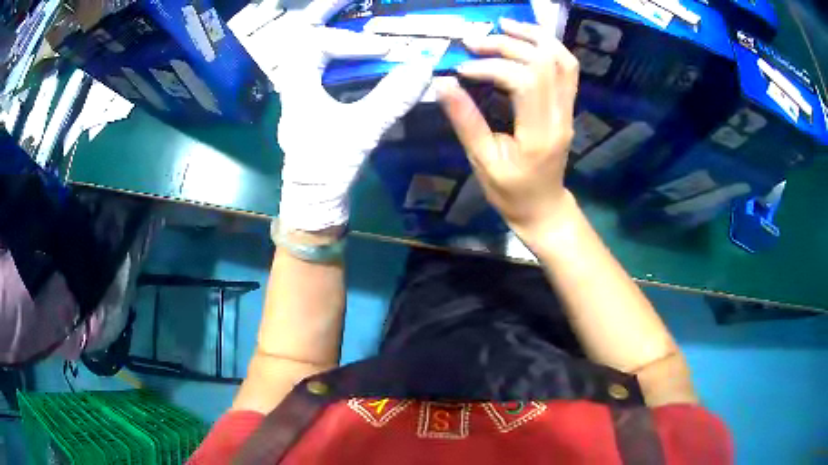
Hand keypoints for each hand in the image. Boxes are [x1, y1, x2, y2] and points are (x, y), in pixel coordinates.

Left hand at [277, 0, 437, 230]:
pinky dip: (337, 50)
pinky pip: (320, 64)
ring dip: (330, 28)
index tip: (385, 51)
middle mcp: (293, 81)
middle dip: (326, 12)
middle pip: (302, 34)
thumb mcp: (362, 129)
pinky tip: (358, 49)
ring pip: (308, 47)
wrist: (313, 198)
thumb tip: (424, 66)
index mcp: (296, 84)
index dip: (353, 42)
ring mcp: (300, 89)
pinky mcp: (310, 99)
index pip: (318, 45)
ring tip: (353, 13)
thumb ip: (392, 97)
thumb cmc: (328, 165)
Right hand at [436, 17, 578, 239]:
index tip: (462, 69)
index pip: (524, 81)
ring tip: (503, 25)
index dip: (491, 67)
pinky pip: (567, 68)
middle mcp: (560, 116)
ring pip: (562, 59)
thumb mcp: (483, 162)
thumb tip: (443, 83)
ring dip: (533, 36)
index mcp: (539, 133)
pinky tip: (526, 39)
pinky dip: (549, 46)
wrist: (544, 207)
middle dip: (506, 45)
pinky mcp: (567, 106)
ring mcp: (568, 109)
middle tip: (473, 43)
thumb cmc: (511, 192)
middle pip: (543, 62)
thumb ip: (466, 121)